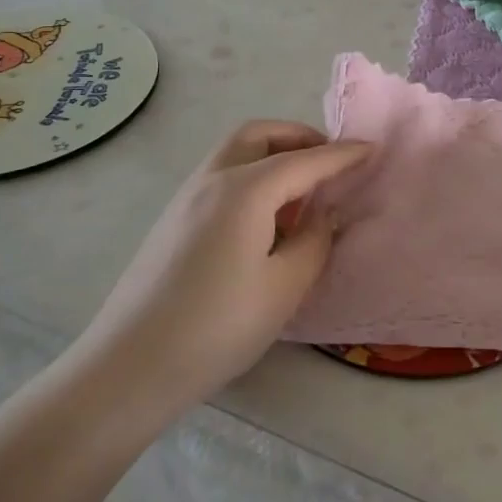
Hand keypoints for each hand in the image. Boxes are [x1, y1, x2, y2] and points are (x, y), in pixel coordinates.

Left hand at [70, 120, 371, 420]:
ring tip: (301, 193)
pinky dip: (251, 175)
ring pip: (236, 152)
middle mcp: (213, 179)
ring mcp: (186, 197)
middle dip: (300, 138)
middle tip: (330, 163)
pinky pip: (221, 176)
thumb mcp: (284, 287)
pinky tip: (265, 219)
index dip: (343, 154)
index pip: (306, 160)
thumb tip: (321, 216)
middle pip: (260, 134)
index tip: (373, 148)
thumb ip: (313, 241)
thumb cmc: (217, 327)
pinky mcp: (173, 219)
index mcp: (245, 189)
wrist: (128, 368)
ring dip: (273, 155)